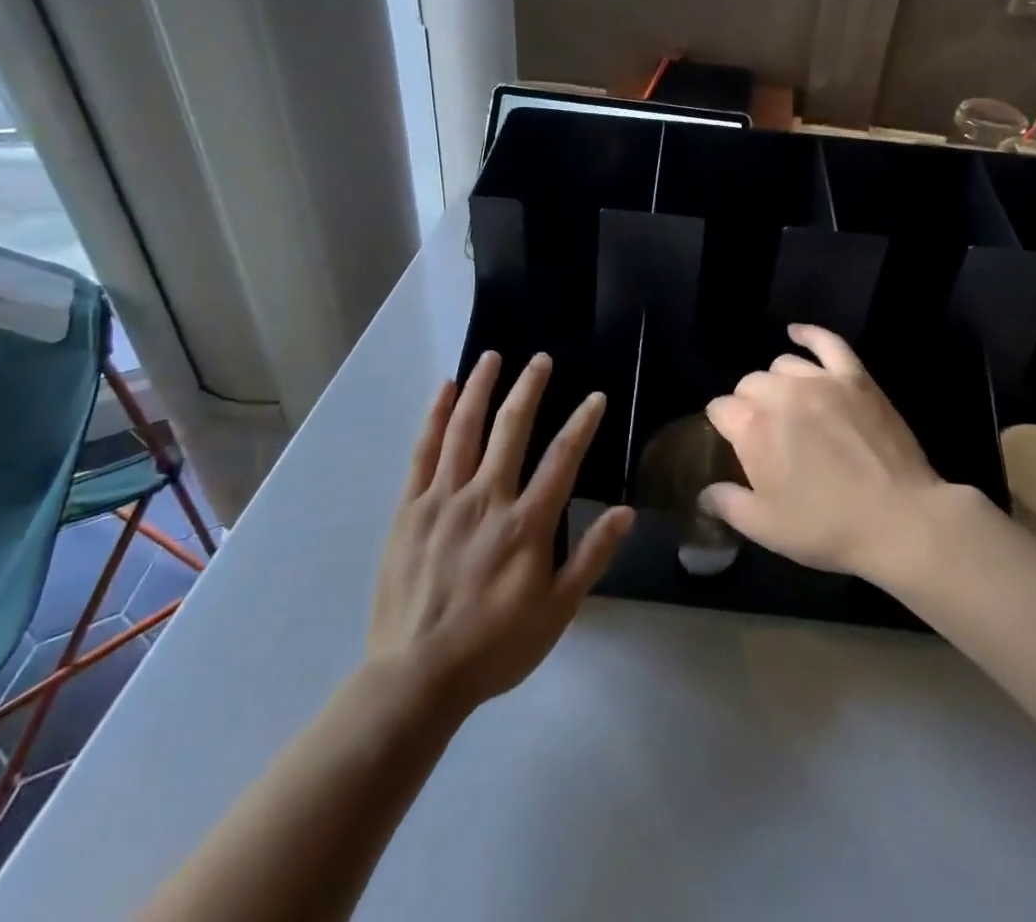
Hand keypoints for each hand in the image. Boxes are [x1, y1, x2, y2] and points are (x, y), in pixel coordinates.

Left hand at [367, 352, 632, 717]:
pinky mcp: (410, 508)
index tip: (595, 397)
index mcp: (526, 525)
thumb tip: (625, 511)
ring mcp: (444, 499)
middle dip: (529, 389)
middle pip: (512, 429)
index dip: (582, 424)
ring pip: (466, 429)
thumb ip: (591, 557)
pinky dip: (436, 417)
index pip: (562, 459)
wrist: (416, 677)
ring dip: (481, 388)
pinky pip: (424, 451)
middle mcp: (487, 499)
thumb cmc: (494, 647)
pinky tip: (445, 390)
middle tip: (541, 359)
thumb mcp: (557, 612)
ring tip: (493, 357)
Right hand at [702, 325, 973, 582]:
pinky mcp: (855, 378)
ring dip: (777, 382)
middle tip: (765, 435)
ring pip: (783, 365)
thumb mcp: (766, 528)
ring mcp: (820, 380)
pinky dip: (809, 334)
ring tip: (787, 405)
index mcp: (752, 426)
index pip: (720, 409)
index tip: (732, 445)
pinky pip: (828, 343)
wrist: (899, 520)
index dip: (724, 427)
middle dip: (749, 405)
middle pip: (749, 384)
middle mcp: (780, 393)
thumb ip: (727, 505)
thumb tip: (704, 494)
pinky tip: (797, 333)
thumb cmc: (827, 527)